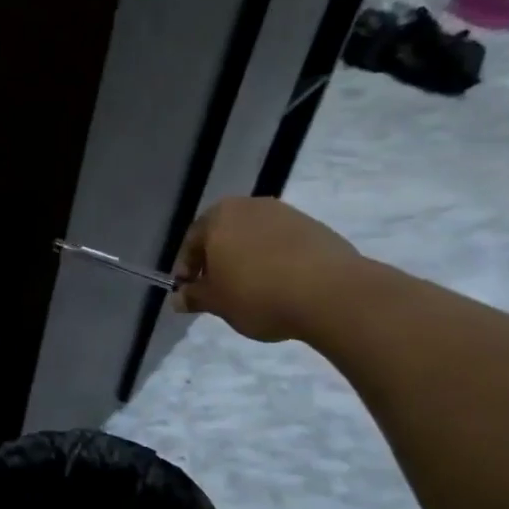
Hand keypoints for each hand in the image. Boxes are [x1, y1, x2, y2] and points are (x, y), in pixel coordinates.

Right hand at [170, 196, 362, 342]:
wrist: (330, 292)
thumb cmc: (258, 294)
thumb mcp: (217, 302)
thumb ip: (195, 297)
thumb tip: (178, 298)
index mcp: (218, 217)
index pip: (191, 241)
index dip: (186, 269)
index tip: (188, 292)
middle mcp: (249, 206)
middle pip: (223, 234)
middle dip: (217, 261)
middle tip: (217, 290)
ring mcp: (285, 213)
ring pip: (253, 237)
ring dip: (246, 259)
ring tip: (250, 289)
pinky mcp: (313, 226)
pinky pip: (282, 243)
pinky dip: (274, 260)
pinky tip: (279, 285)